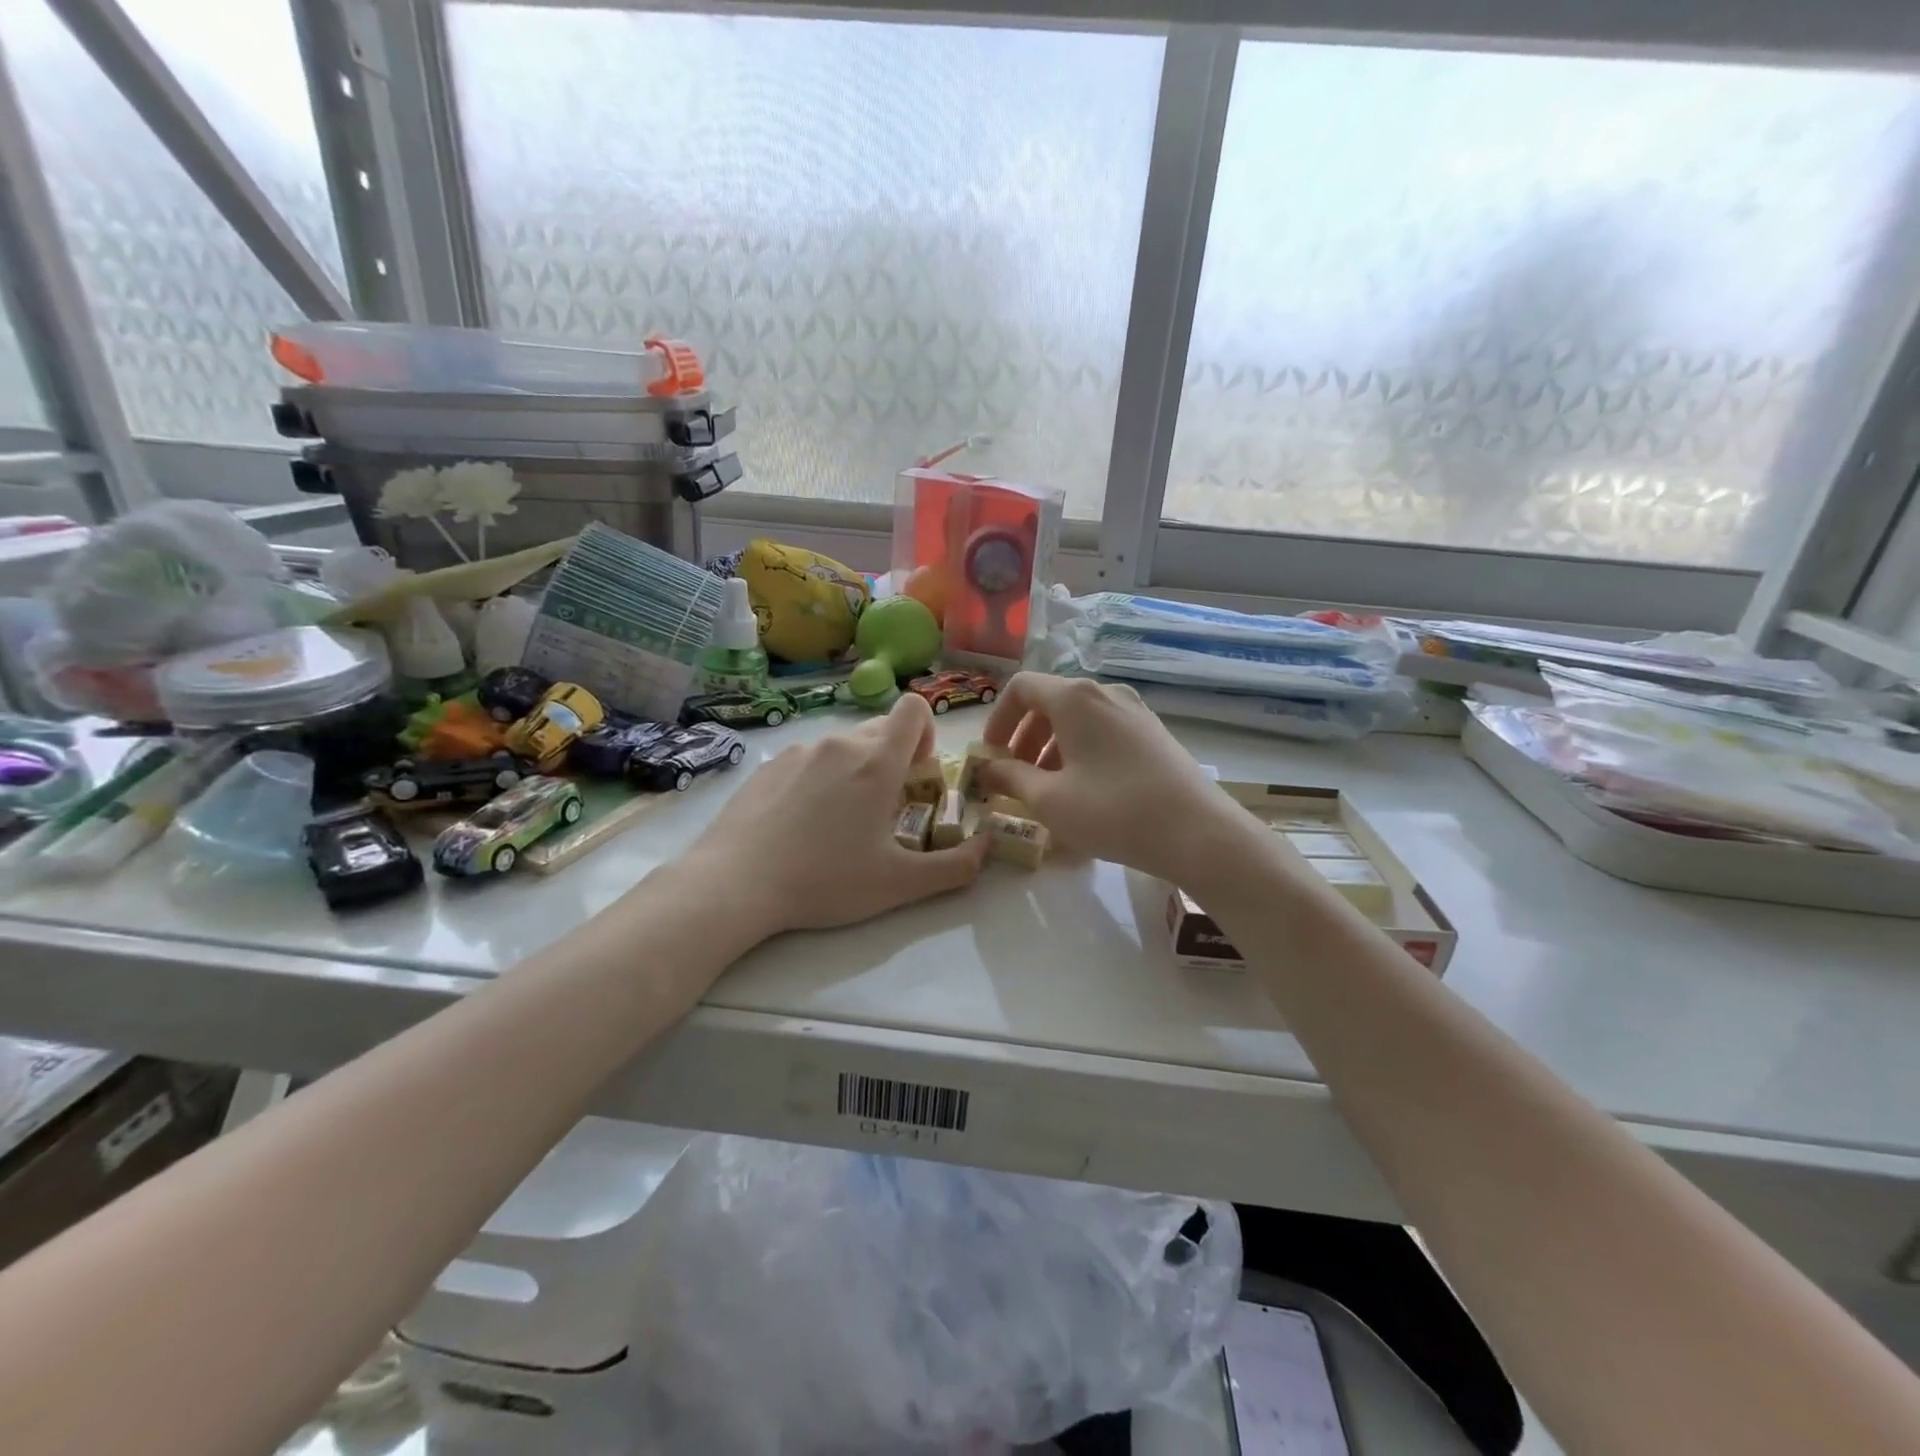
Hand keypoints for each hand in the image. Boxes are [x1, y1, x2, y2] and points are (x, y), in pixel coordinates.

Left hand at [684, 693, 989, 939]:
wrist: (734, 883)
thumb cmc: (825, 880)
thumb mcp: (899, 884)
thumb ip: (955, 867)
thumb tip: (987, 848)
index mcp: (877, 762)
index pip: (914, 708)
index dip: (926, 731)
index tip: (919, 772)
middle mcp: (840, 744)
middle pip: (881, 728)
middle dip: (894, 757)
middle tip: (886, 806)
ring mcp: (799, 751)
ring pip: (843, 745)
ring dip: (856, 769)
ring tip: (840, 820)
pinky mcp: (768, 765)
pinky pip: (809, 758)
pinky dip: (819, 778)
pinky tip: (801, 822)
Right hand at [977, 673, 1243, 883]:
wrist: (1198, 833)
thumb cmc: (1113, 811)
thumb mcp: (1049, 799)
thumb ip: (1010, 778)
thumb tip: (987, 770)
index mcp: (1075, 698)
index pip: (1021, 688)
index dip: (997, 719)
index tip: (990, 755)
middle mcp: (1105, 693)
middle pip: (1050, 702)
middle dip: (1024, 738)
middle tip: (1014, 777)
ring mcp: (1135, 711)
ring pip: (1078, 720)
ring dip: (1051, 748)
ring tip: (1046, 789)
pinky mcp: (1153, 734)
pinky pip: (1103, 732)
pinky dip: (1080, 752)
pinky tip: (1083, 791)